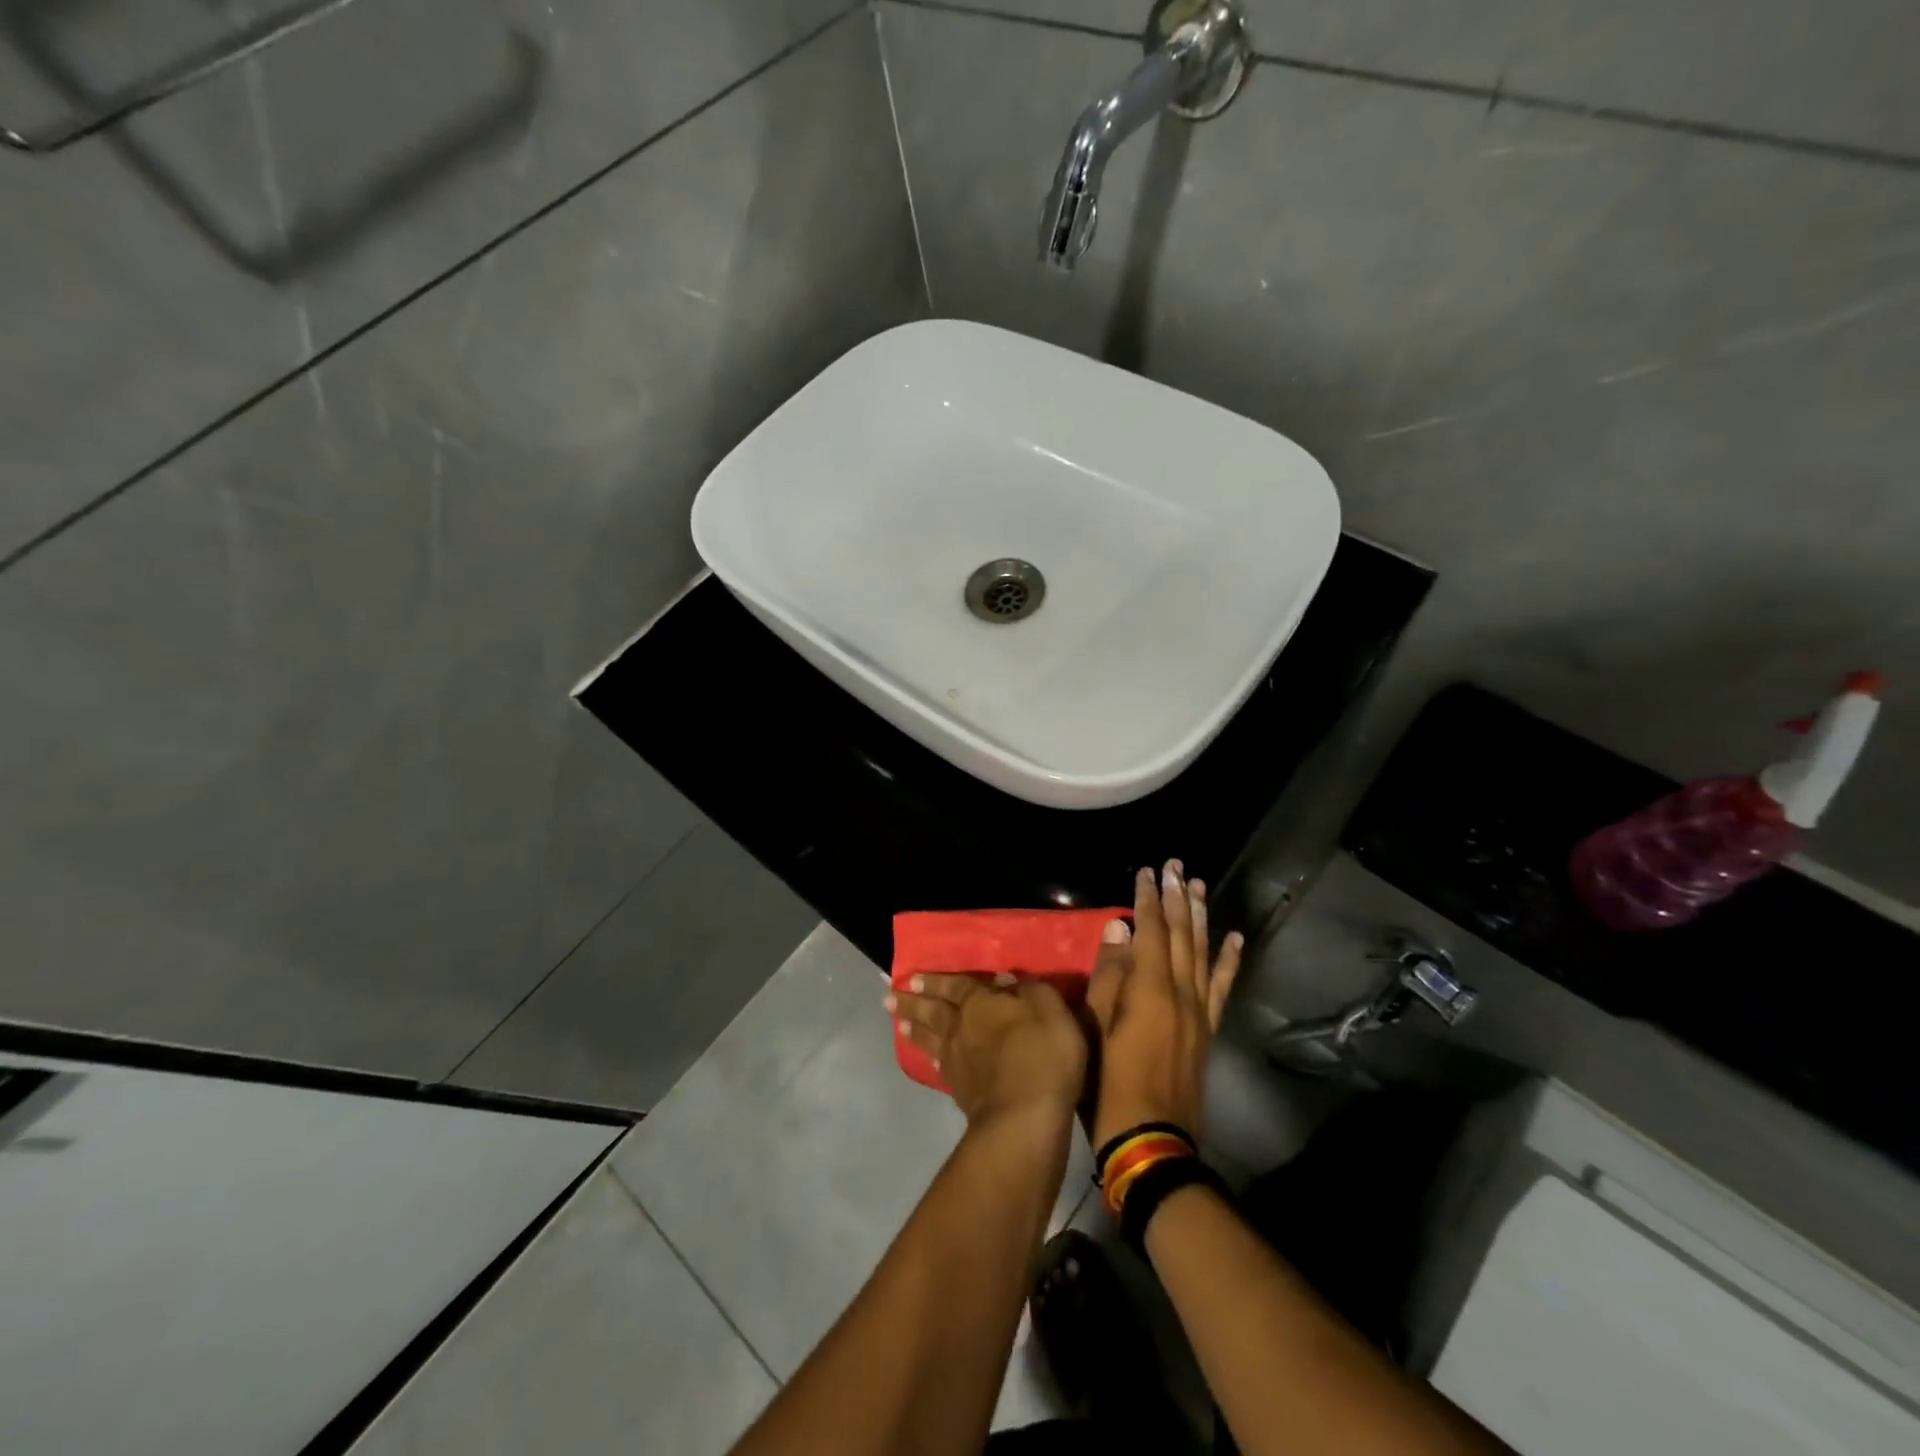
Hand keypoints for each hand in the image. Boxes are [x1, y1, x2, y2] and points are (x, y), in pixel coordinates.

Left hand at [890, 973, 1087, 1128]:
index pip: (955, 986)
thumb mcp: (1048, 1008)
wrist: (1024, 1117)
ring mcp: (958, 1062)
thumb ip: (1028, 990)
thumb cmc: (1041, 1054)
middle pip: (933, 1011)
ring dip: (915, 1029)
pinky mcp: (962, 1093)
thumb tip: (1005, 980)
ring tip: (899, 1024)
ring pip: (931, 1039)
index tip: (911, 978)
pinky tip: (930, 1060)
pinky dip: (932, 1059)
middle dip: (912, 1002)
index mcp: (980, 1002)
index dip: (935, 981)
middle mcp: (961, 1028)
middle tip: (890, 998)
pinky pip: (940, 1067)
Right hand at [1086, 860, 1243, 1148]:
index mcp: (1149, 989)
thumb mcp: (1094, 1027)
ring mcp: (1199, 1012)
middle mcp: (1180, 992)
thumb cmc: (1109, 1084)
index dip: (1148, 898)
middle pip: (1181, 935)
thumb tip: (1120, 928)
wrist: (1152, 1143)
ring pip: (1203, 953)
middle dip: (1177, 898)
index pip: (1151, 931)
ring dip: (1200, 918)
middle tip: (1176, 865)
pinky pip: (1222, 987)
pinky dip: (1229, 961)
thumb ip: (1108, 975)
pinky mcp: (1207, 1031)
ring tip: (1198, 886)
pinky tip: (1234, 939)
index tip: (1147, 870)